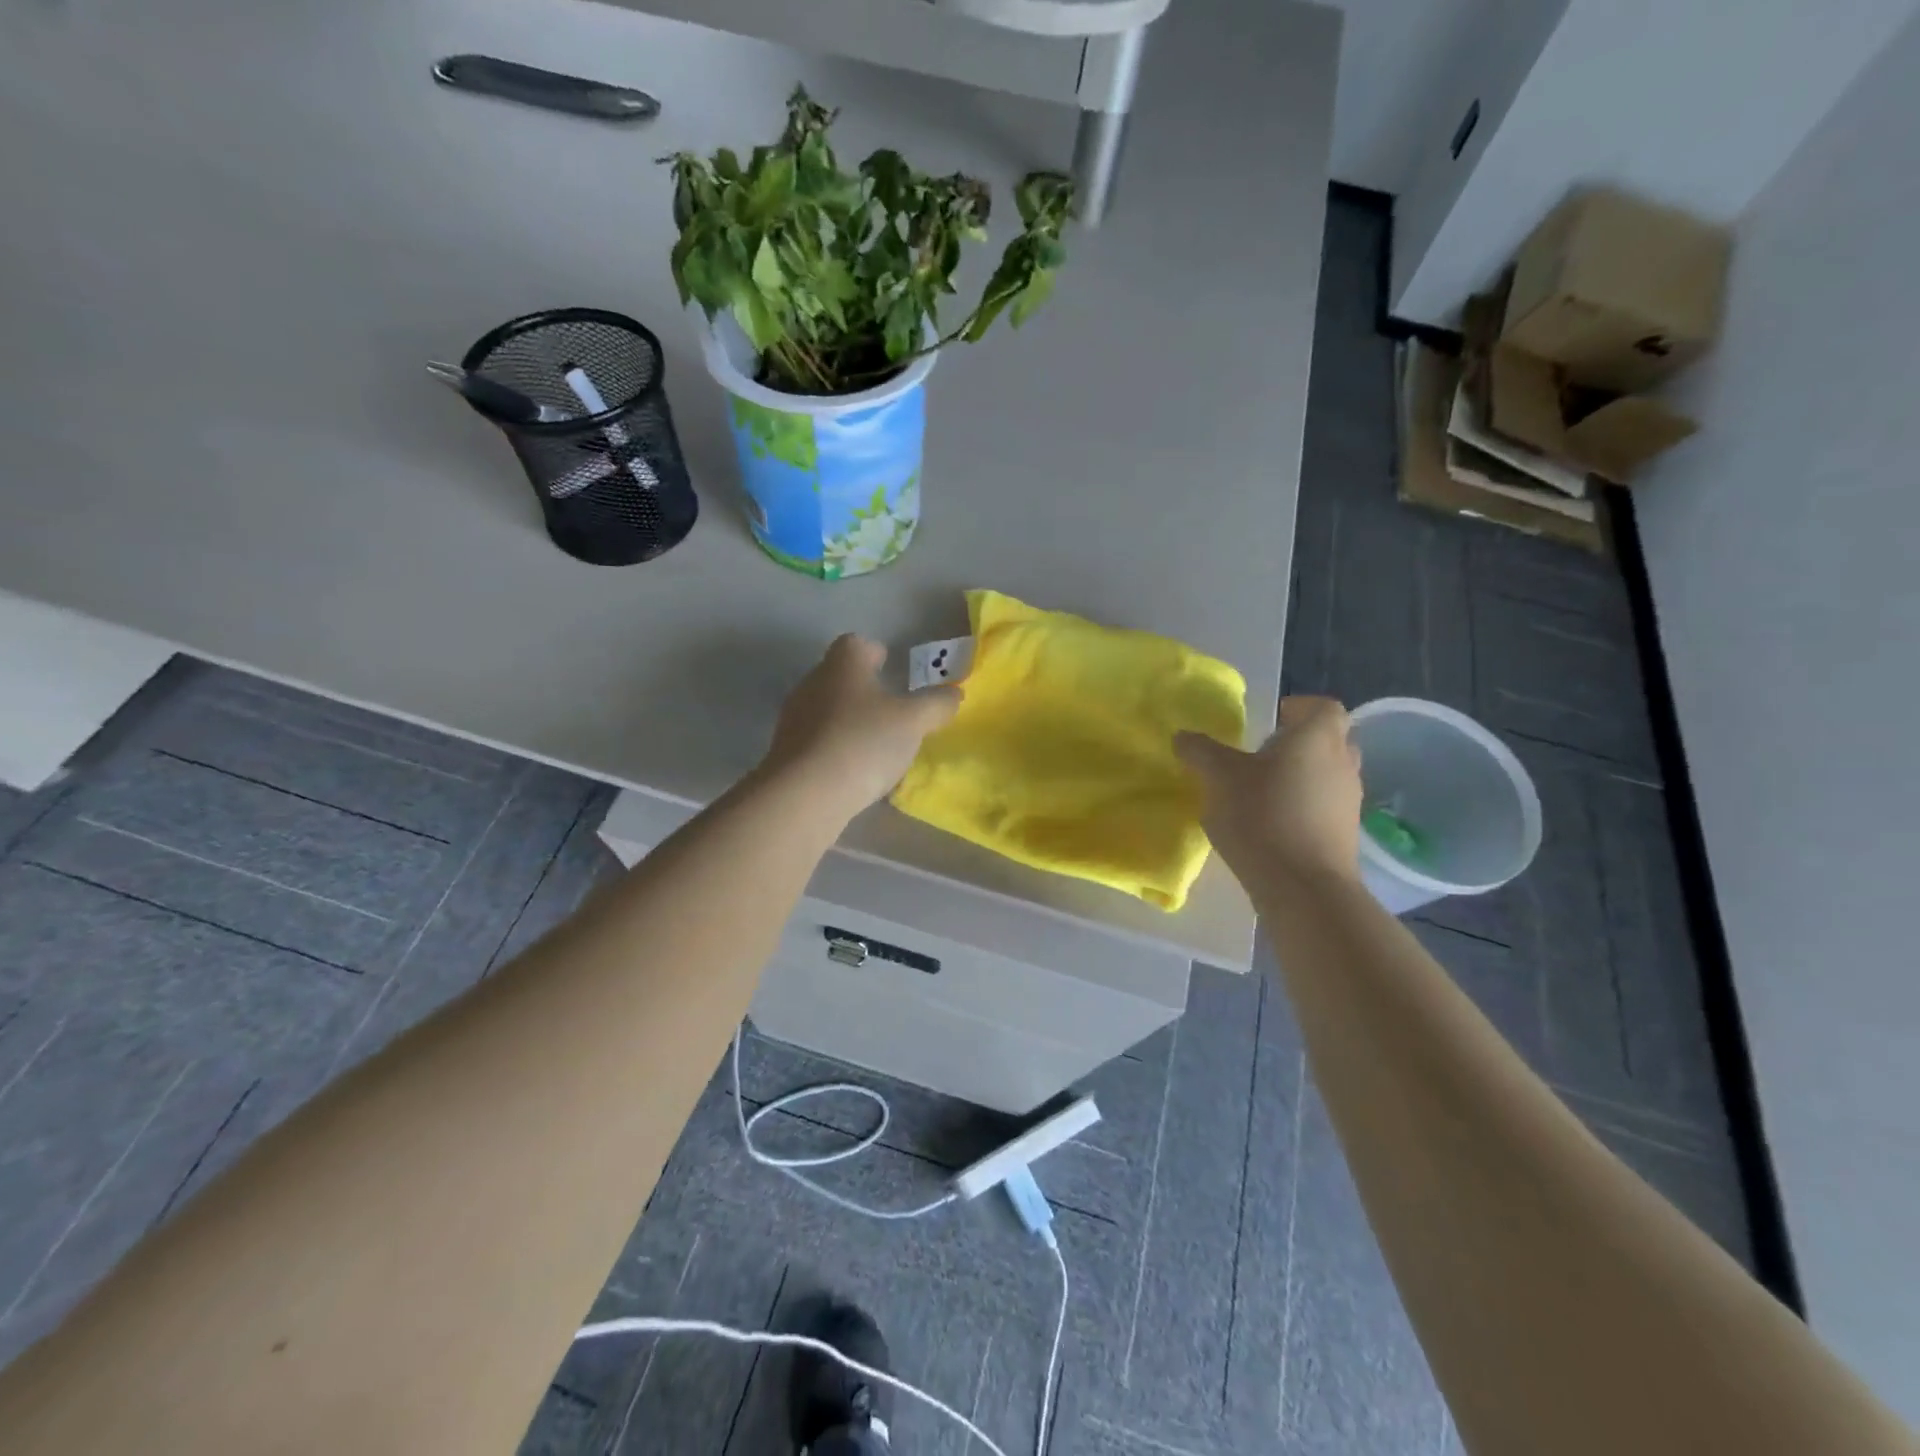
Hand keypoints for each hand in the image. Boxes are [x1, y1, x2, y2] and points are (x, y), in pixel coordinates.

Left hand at [761, 635, 960, 820]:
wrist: (805, 794)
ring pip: (827, 709)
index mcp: (843, 665)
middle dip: (864, 688)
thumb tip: (953, 694)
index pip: (855, 643)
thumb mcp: (913, 722)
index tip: (889, 664)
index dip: (874, 651)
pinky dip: (836, 748)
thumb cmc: (863, 742)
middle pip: (839, 676)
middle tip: (892, 708)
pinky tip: (855, 770)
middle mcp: (813, 683)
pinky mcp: (787, 753)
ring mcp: (795, 719)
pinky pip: (818, 741)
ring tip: (876, 743)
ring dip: (849, 720)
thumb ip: (936, 704)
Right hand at [1176, 695, 1362, 883]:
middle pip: (1330, 739)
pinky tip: (1274, 823)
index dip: (1299, 708)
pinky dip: (1306, 805)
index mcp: (1318, 737)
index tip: (1271, 721)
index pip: (1323, 706)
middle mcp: (1343, 762)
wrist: (1303, 887)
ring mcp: (1350, 800)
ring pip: (1329, 773)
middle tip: (1263, 754)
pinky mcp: (1347, 833)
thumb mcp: (1219, 778)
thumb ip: (1200, 752)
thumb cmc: (1263, 816)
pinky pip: (1327, 805)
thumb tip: (1183, 736)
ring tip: (1264, 790)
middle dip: (1299, 742)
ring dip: (1302, 775)